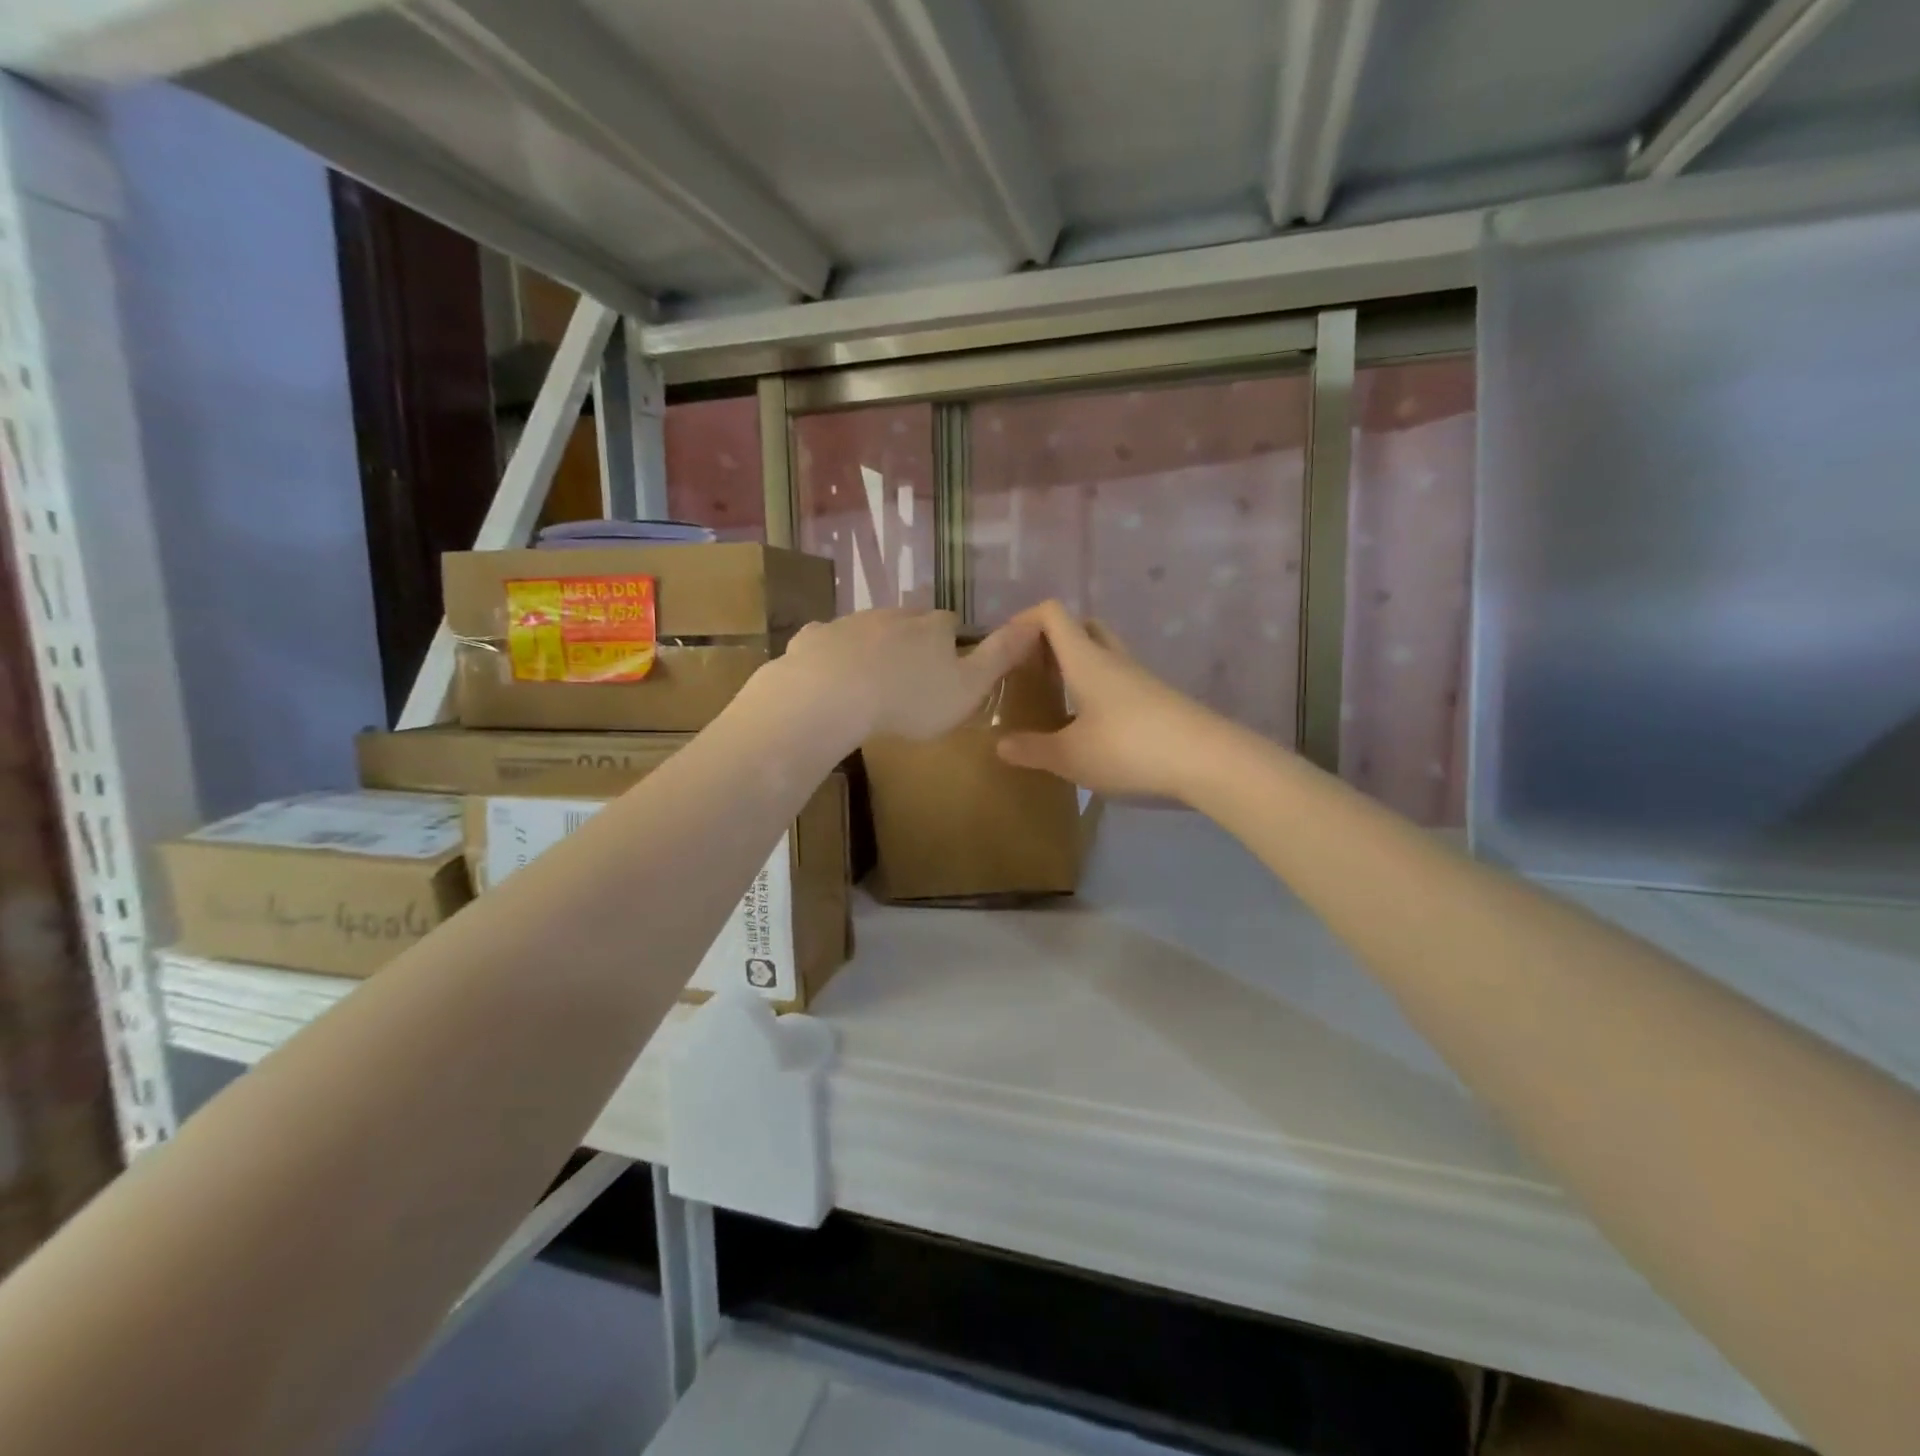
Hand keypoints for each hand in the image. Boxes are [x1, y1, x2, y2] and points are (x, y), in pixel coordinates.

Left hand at [777, 608, 1039, 742]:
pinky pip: (826, 640)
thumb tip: (1036, 621)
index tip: (947, 665)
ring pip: (868, 628)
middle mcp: (893, 615)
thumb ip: (1000, 656)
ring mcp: (850, 623)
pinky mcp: (815, 638)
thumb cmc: (910, 699)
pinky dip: (830, 652)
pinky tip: (827, 674)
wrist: (833, 696)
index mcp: (932, 627)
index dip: (950, 642)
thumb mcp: (968, 687)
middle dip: (911, 639)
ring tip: (870, 679)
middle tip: (909, 673)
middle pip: (908, 621)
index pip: (949, 624)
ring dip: (872, 646)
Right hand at [996, 601, 1239, 801]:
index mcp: (1085, 660)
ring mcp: (1140, 679)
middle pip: (1082, 627)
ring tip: (1056, 699)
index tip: (1004, 648)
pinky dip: (1098, 690)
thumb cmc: (1129, 748)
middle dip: (1053, 640)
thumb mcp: (1070, 756)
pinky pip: (1119, 681)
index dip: (1024, 620)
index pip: (1052, 614)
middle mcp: (1113, 660)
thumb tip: (1001, 745)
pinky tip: (1091, 726)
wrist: (1209, 761)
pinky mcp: (1158, 701)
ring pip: (1103, 655)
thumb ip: (1032, 749)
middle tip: (1034, 670)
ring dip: (1077, 666)